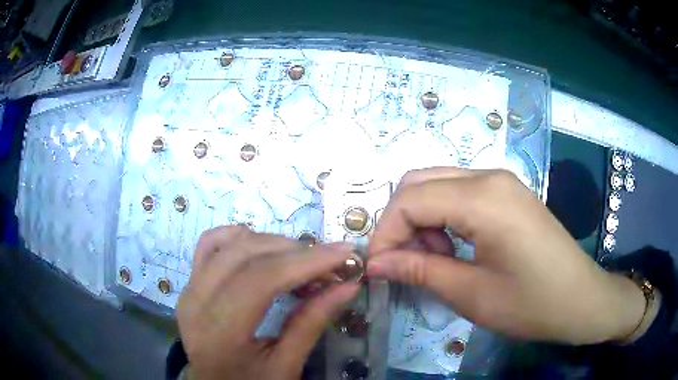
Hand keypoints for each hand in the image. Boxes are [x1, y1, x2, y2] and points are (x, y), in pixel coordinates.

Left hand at [177, 226, 359, 379]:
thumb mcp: (286, 366)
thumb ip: (312, 324)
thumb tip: (347, 286)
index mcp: (220, 332)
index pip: (262, 279)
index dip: (307, 261)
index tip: (345, 254)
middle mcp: (197, 302)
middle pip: (247, 254)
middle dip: (296, 251)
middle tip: (331, 263)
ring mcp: (189, 289)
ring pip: (230, 243)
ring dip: (272, 244)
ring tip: (303, 261)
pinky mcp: (189, 284)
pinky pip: (210, 244)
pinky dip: (240, 238)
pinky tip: (264, 250)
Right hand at [368, 168, 645, 344]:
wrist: (581, 300)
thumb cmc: (532, 304)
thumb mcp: (472, 294)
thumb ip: (419, 272)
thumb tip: (375, 264)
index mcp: (483, 198)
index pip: (410, 200)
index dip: (385, 234)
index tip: (378, 268)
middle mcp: (489, 176)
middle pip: (418, 182)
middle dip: (400, 223)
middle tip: (404, 263)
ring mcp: (501, 182)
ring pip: (437, 185)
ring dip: (422, 221)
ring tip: (434, 261)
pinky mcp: (508, 194)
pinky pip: (459, 194)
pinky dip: (443, 218)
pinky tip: (454, 249)